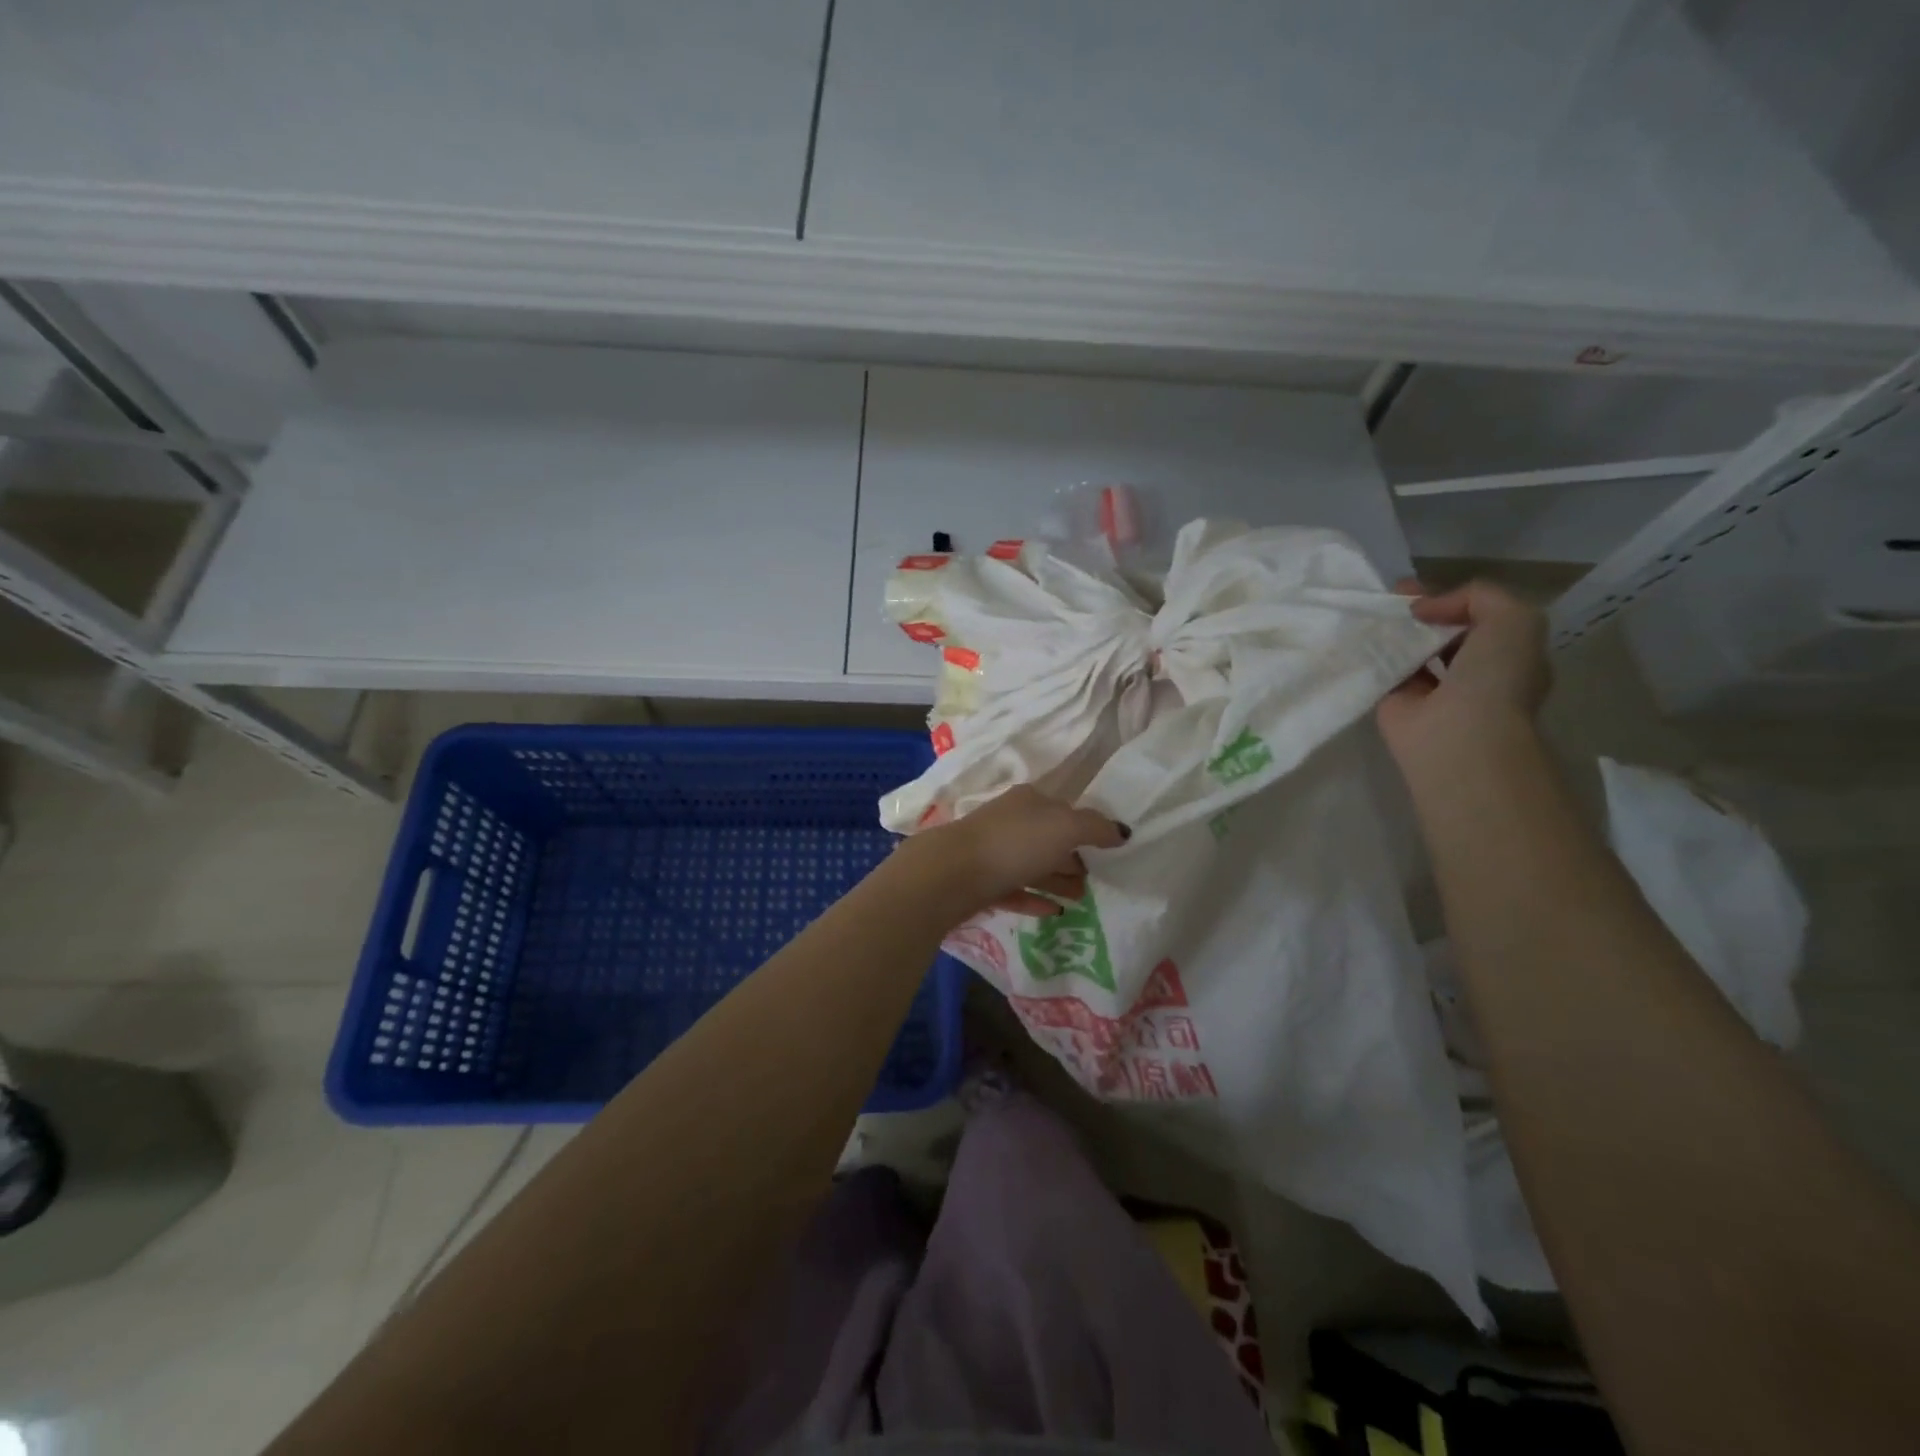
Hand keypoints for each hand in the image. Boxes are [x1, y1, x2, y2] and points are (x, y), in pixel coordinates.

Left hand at [918, 784, 1128, 917]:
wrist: (952, 874)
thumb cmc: (1014, 843)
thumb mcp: (1065, 827)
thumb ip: (1096, 827)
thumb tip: (1122, 831)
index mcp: (1029, 801)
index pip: (1064, 810)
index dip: (1086, 829)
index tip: (1107, 851)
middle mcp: (1009, 822)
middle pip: (1048, 838)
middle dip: (1073, 856)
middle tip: (1097, 880)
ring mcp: (992, 852)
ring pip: (1032, 865)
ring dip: (1057, 880)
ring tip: (1082, 899)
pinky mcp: (980, 883)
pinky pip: (1015, 890)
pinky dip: (1035, 898)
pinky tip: (1054, 912)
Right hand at [1377, 580, 1550, 769]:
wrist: (1458, 735)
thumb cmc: (1495, 678)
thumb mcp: (1512, 618)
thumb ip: (1478, 596)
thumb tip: (1424, 610)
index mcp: (1507, 654)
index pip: (1478, 617)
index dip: (1451, 599)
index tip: (1417, 590)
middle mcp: (1472, 673)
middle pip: (1441, 632)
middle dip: (1419, 613)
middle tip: (1391, 598)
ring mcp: (1432, 690)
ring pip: (1411, 651)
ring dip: (1395, 633)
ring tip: (1372, 613)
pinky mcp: (1396, 704)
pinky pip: (1384, 671)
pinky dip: (1372, 655)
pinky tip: (1360, 638)